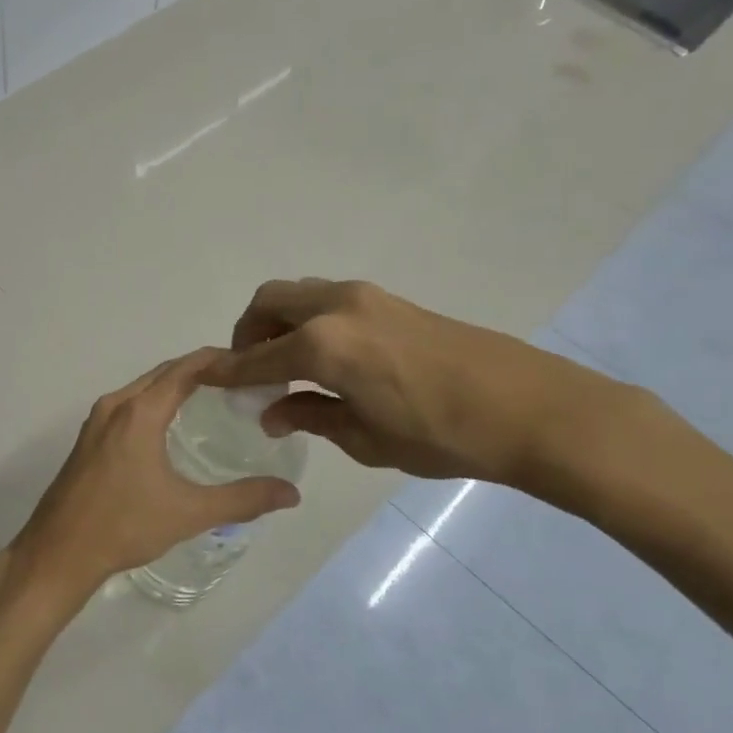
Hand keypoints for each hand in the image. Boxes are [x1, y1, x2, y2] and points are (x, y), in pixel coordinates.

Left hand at [11, 348, 301, 608]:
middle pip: (163, 373)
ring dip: (174, 385)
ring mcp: (96, 421)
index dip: (217, 359)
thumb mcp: (189, 513)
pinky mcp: (88, 439)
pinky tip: (171, 426)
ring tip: (212, 398)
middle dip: (199, 369)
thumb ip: (243, 500)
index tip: (250, 362)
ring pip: (142, 388)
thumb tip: (292, 494)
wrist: (59, 552)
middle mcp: (115, 405)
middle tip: (239, 380)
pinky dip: (154, 401)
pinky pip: (128, 405)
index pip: (184, 368)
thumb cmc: (124, 526)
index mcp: (139, 411)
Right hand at [206, 279, 623, 485]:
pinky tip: (325, 356)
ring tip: (286, 364)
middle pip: (269, 302)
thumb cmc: (440, 435)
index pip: (256, 357)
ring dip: (279, 321)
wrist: (529, 409)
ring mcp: (365, 297)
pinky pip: (327, 299)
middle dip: (248, 333)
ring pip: (299, 294)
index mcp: (321, 345)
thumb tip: (271, 412)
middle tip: (250, 371)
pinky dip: (308, 319)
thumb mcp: (364, 437)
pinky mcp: (390, 300)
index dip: (226, 371)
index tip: (203, 378)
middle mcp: (335, 307)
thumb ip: (309, 416)